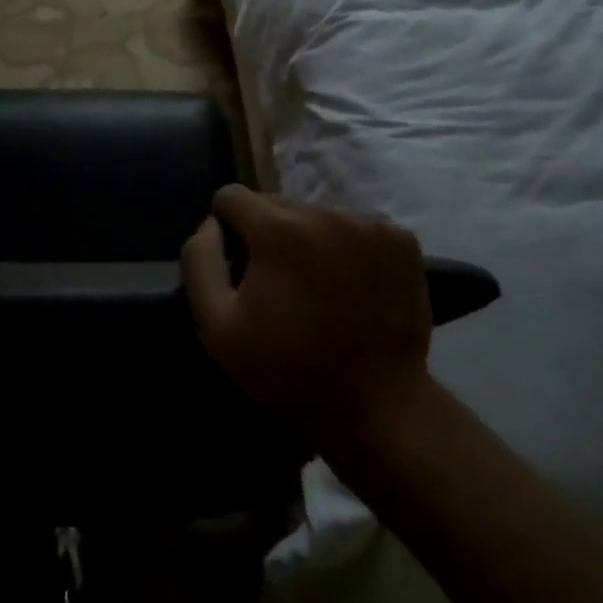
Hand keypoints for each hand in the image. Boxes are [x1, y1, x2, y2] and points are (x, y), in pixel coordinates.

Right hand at [182, 185, 432, 443]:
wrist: (378, 406)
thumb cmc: (288, 369)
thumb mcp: (218, 327)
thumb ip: (200, 262)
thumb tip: (210, 224)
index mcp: (278, 228)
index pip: (233, 196)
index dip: (226, 227)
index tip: (237, 264)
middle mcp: (325, 212)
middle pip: (277, 204)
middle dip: (269, 233)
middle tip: (278, 282)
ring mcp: (369, 225)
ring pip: (318, 215)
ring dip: (309, 240)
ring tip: (317, 287)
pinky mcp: (402, 241)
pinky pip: (357, 229)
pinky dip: (348, 248)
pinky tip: (352, 286)